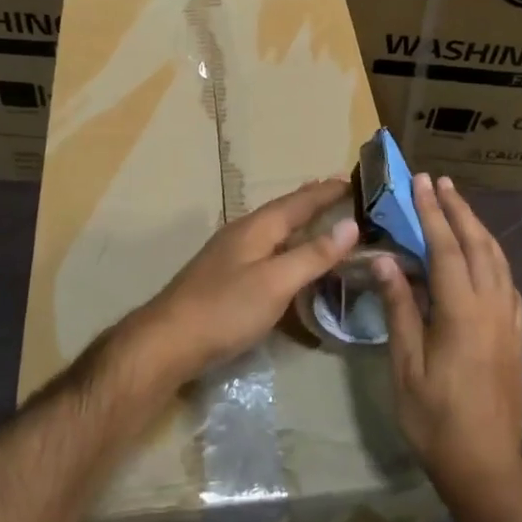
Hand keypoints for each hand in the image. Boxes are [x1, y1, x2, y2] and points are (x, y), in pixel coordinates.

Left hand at [123, 178, 359, 387]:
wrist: (168, 342)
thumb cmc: (226, 309)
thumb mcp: (276, 282)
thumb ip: (313, 254)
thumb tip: (350, 224)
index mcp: (257, 227)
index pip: (300, 201)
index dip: (327, 191)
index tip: (353, 179)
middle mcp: (244, 232)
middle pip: (285, 210)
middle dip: (313, 200)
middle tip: (341, 193)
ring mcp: (231, 254)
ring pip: (274, 229)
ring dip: (299, 222)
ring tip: (322, 220)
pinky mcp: (226, 276)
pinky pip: (267, 249)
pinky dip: (287, 245)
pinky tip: (289, 257)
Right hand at [372, 174, 521, 507]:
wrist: (486, 467)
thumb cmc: (435, 419)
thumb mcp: (406, 365)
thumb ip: (400, 308)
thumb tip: (385, 260)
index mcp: (461, 311)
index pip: (445, 247)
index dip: (432, 211)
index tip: (421, 181)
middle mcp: (492, 306)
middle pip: (477, 243)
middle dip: (457, 209)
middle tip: (439, 181)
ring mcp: (509, 319)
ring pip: (497, 258)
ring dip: (477, 227)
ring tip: (458, 205)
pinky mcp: (517, 333)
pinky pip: (507, 280)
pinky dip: (493, 255)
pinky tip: (483, 255)